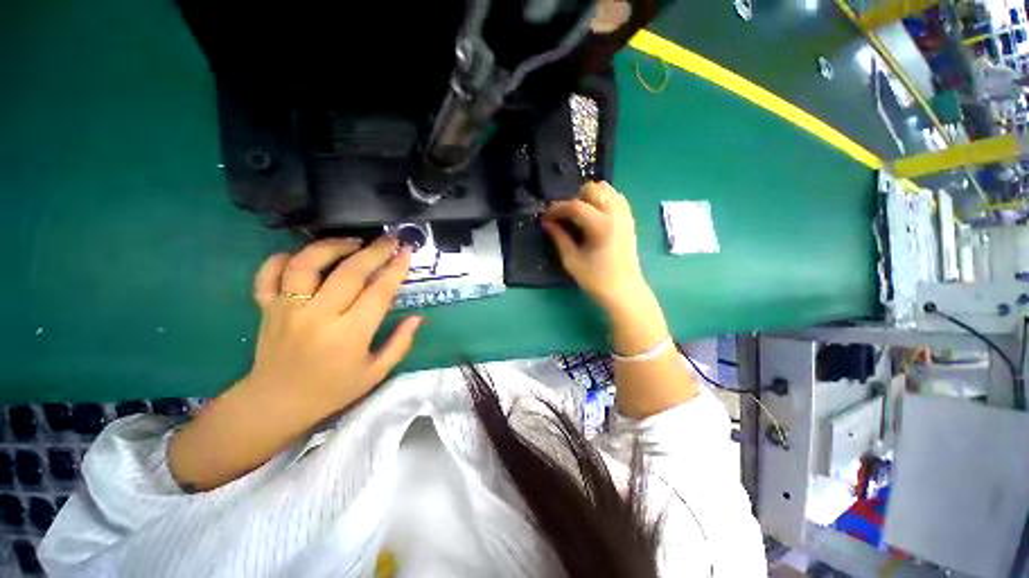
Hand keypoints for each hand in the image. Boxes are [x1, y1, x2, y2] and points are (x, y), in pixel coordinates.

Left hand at [168, 236, 420, 489]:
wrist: (275, 404)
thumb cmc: (332, 390)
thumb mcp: (375, 373)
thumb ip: (400, 343)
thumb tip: (418, 318)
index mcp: (349, 335)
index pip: (379, 292)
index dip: (396, 269)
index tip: (406, 253)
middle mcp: (318, 316)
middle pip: (349, 272)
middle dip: (375, 251)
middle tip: (390, 239)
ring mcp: (287, 309)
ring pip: (307, 264)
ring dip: (333, 246)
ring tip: (353, 241)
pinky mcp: (266, 308)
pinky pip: (269, 274)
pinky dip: (284, 258)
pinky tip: (304, 255)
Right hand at [541, 181, 649, 311]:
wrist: (624, 291)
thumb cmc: (596, 279)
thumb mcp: (572, 260)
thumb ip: (559, 237)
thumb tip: (546, 222)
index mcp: (601, 225)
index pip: (575, 205)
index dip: (557, 208)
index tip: (546, 216)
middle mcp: (616, 214)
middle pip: (592, 188)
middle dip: (574, 198)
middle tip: (565, 216)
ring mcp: (625, 215)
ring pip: (606, 189)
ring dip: (589, 196)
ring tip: (579, 214)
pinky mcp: (629, 219)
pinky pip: (615, 197)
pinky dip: (602, 199)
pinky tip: (594, 215)